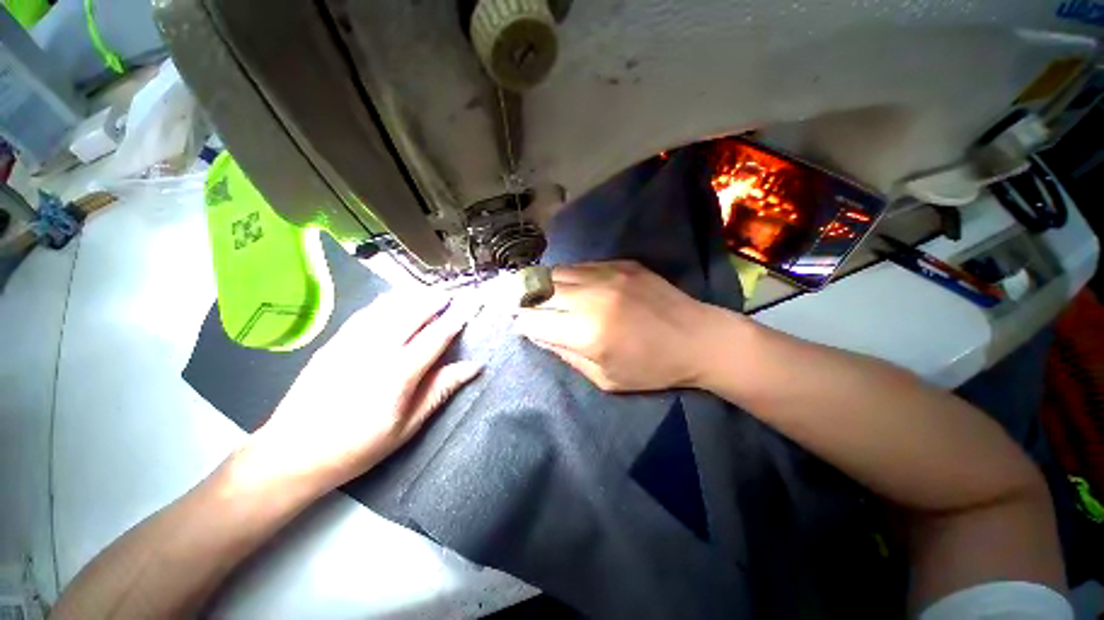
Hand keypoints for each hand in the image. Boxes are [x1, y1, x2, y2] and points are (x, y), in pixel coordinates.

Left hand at [240, 291, 480, 492]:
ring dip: (411, 297)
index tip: (469, 309)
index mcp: (398, 374)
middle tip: (451, 294)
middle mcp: (376, 350)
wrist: (293, 453)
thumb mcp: (407, 426)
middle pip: (412, 314)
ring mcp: (351, 343)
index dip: (455, 321)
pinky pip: (364, 314)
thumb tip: (473, 367)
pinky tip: (392, 299)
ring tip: (428, 291)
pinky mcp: (333, 343)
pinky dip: (384, 302)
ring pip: (388, 309)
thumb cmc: (358, 446)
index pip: (435, 338)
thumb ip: (440, 390)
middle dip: (434, 301)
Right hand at [514, 261, 724, 391]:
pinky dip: (568, 276)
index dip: (521, 323)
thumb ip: (566, 355)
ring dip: (543, 283)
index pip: (534, 321)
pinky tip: (570, 285)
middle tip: (519, 304)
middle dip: (523, 298)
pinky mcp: (622, 263)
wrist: (699, 338)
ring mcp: (608, 274)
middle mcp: (592, 296)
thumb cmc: (652, 368)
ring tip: (540, 292)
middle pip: (539, 289)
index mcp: (587, 332)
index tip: (519, 325)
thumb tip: (539, 334)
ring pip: (557, 271)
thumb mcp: (604, 378)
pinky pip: (581, 265)